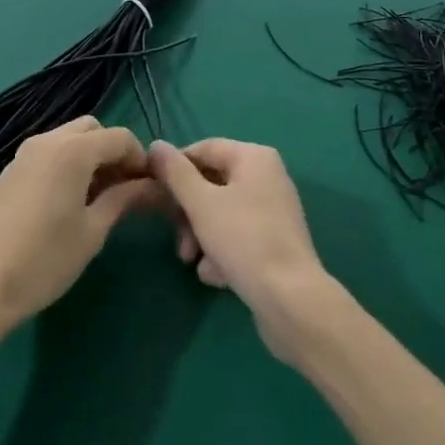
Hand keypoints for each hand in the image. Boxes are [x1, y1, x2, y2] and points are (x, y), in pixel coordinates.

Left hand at [0, 117, 157, 338]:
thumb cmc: (44, 260)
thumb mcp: (92, 231)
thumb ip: (124, 200)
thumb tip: (153, 186)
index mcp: (73, 150)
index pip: (120, 137)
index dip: (140, 160)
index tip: (149, 190)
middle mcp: (47, 141)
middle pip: (92, 130)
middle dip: (113, 153)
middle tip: (122, 192)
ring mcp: (22, 155)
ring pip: (67, 141)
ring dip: (88, 159)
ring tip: (96, 202)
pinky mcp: (7, 173)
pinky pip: (47, 156)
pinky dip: (65, 167)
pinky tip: (65, 207)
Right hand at [149, 139, 335, 360]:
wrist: (291, 299)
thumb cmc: (243, 239)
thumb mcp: (200, 203)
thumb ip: (175, 173)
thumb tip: (156, 145)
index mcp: (254, 157)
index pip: (203, 149)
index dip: (174, 168)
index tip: (153, 193)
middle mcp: (267, 176)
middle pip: (212, 183)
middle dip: (188, 213)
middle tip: (177, 238)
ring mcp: (273, 210)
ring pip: (222, 213)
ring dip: (201, 236)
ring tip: (193, 262)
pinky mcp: (275, 241)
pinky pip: (238, 235)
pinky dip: (222, 251)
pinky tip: (216, 275)